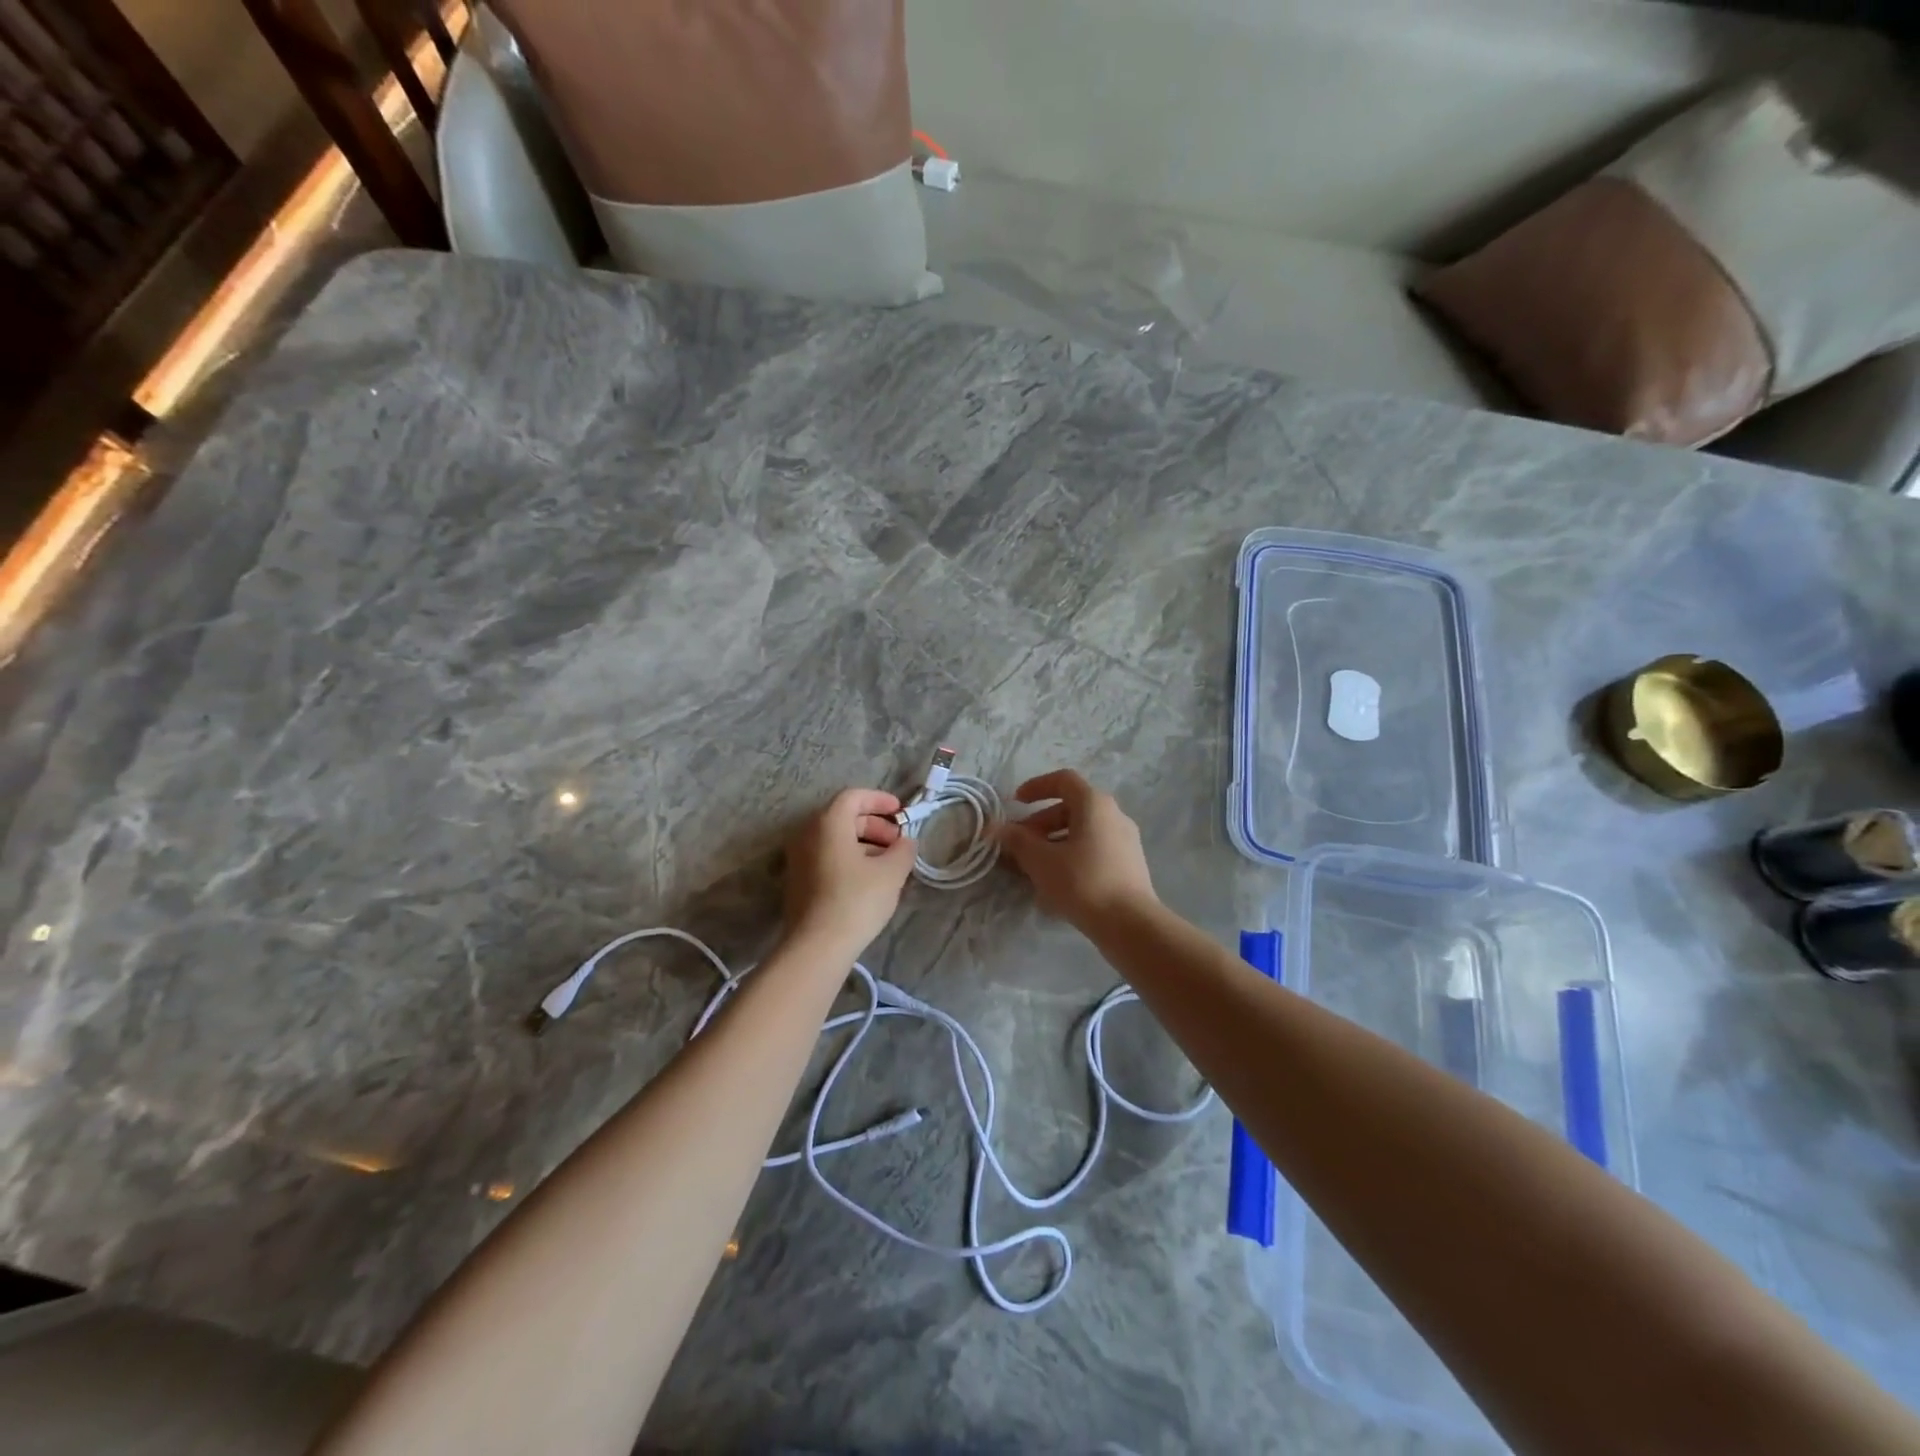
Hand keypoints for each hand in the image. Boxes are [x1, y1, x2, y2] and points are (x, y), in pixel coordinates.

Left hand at [782, 788, 916, 953]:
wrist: (817, 946)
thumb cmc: (856, 900)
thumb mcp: (892, 873)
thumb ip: (903, 850)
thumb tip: (905, 842)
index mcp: (828, 823)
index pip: (854, 797)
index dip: (880, 800)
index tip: (901, 812)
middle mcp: (807, 833)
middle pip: (843, 817)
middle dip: (875, 825)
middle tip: (897, 843)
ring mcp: (798, 858)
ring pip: (835, 839)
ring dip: (864, 843)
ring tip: (888, 864)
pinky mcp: (797, 880)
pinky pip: (826, 856)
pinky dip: (849, 858)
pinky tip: (868, 880)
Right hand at [997, 769, 1157, 929]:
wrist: (1130, 924)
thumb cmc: (1082, 882)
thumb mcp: (1041, 860)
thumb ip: (1017, 840)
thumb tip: (997, 828)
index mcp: (1094, 804)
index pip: (1063, 780)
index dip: (1036, 787)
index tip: (1015, 803)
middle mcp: (1114, 815)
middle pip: (1071, 807)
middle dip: (1040, 822)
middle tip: (1019, 844)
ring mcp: (1125, 840)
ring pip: (1082, 830)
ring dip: (1054, 840)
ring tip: (1033, 865)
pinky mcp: (1129, 864)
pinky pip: (1094, 848)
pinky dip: (1072, 854)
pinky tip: (1057, 880)